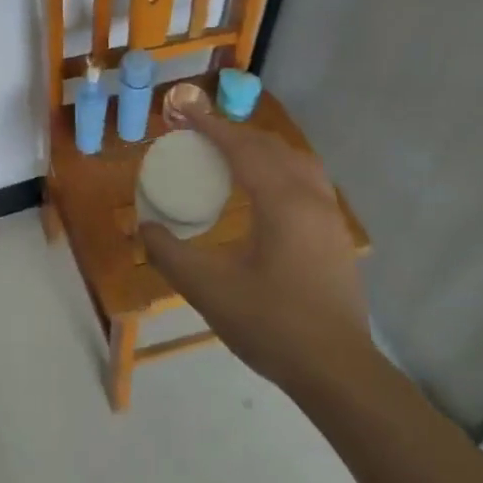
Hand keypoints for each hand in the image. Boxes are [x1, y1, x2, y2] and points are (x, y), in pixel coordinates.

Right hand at [139, 106, 372, 392]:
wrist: (336, 370)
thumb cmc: (271, 325)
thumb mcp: (208, 289)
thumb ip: (170, 254)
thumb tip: (146, 229)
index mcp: (282, 202)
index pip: (242, 148)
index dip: (209, 127)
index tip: (182, 112)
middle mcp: (312, 198)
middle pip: (272, 148)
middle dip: (233, 134)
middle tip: (198, 134)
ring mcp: (330, 217)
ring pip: (296, 162)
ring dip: (260, 150)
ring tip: (230, 156)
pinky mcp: (335, 236)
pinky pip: (306, 182)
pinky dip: (279, 169)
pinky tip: (263, 193)